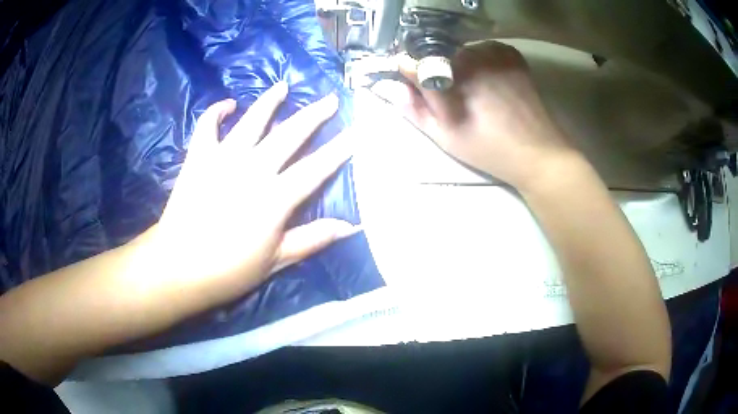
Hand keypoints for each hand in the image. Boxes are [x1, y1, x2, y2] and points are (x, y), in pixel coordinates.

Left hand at [150, 83, 355, 301]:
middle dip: (313, 116)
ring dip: (269, 102)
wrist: (178, 266)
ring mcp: (223, 159)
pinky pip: (207, 126)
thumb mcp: (276, 261)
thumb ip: (312, 239)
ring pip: (251, 121)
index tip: (356, 132)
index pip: (315, 168)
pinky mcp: (198, 158)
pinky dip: (216, 112)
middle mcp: (253, 169)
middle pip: (289, 135)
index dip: (338, 150)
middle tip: (329, 100)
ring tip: (283, 87)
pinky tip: (228, 105)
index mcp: (275, 198)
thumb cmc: (228, 270)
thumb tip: (349, 227)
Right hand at [372, 41, 574, 189]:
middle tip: (452, 98)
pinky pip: (483, 50)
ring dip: (459, 66)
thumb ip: (413, 108)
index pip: (412, 62)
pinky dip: (480, 61)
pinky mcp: (510, 53)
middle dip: (436, 71)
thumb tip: (386, 85)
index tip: (411, 87)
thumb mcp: (445, 136)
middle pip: (437, 54)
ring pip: (460, 51)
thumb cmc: (488, 149)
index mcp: (450, 75)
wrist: (537, 152)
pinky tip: (490, 82)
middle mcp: (469, 54)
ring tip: (475, 93)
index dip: (408, 75)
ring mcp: (492, 51)